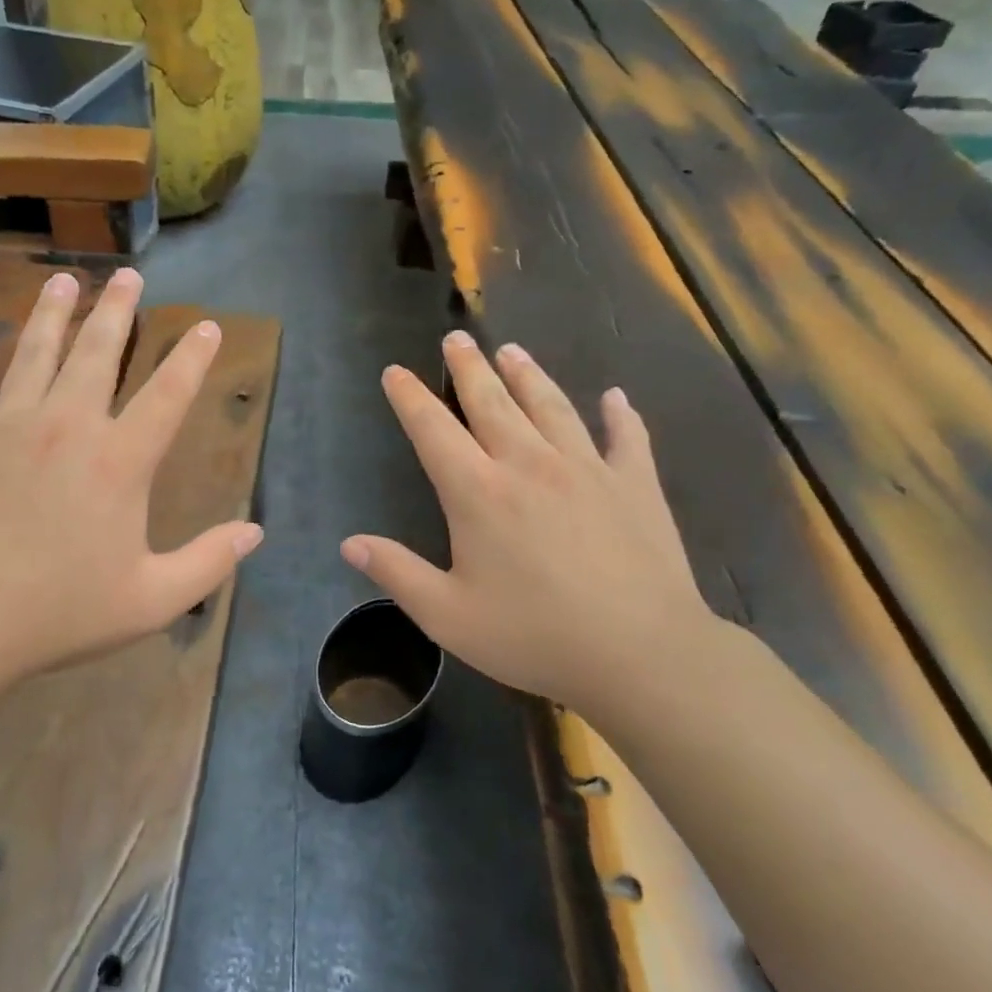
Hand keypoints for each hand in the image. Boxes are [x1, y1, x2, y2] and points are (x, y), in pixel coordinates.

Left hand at [0, 268, 263, 695]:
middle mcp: (67, 425)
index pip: (168, 393)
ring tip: (62, 280)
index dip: (192, 358)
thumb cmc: (60, 613)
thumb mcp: (151, 600)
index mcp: (119, 459)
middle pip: (98, 352)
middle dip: (117, 310)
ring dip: (51, 313)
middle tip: (128, 275)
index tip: (205, 326)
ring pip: (34, 353)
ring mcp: (6, 426)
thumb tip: (255, 532)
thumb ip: (208, 563)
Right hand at [342, 331, 714, 719]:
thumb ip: (396, 574)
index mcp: (478, 492)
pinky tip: (616, 397)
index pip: (433, 430)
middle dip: (468, 367)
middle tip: (456, 337)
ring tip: (512, 350)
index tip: (395, 372)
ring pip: (551, 406)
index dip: (410, 398)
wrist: (642, 654)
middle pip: (491, 402)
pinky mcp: (635, 485)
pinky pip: (626, 437)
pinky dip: (620, 415)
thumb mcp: (447, 616)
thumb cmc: (534, 636)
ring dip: (528, 375)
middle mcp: (528, 464)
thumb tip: (349, 543)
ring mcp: (587, 469)